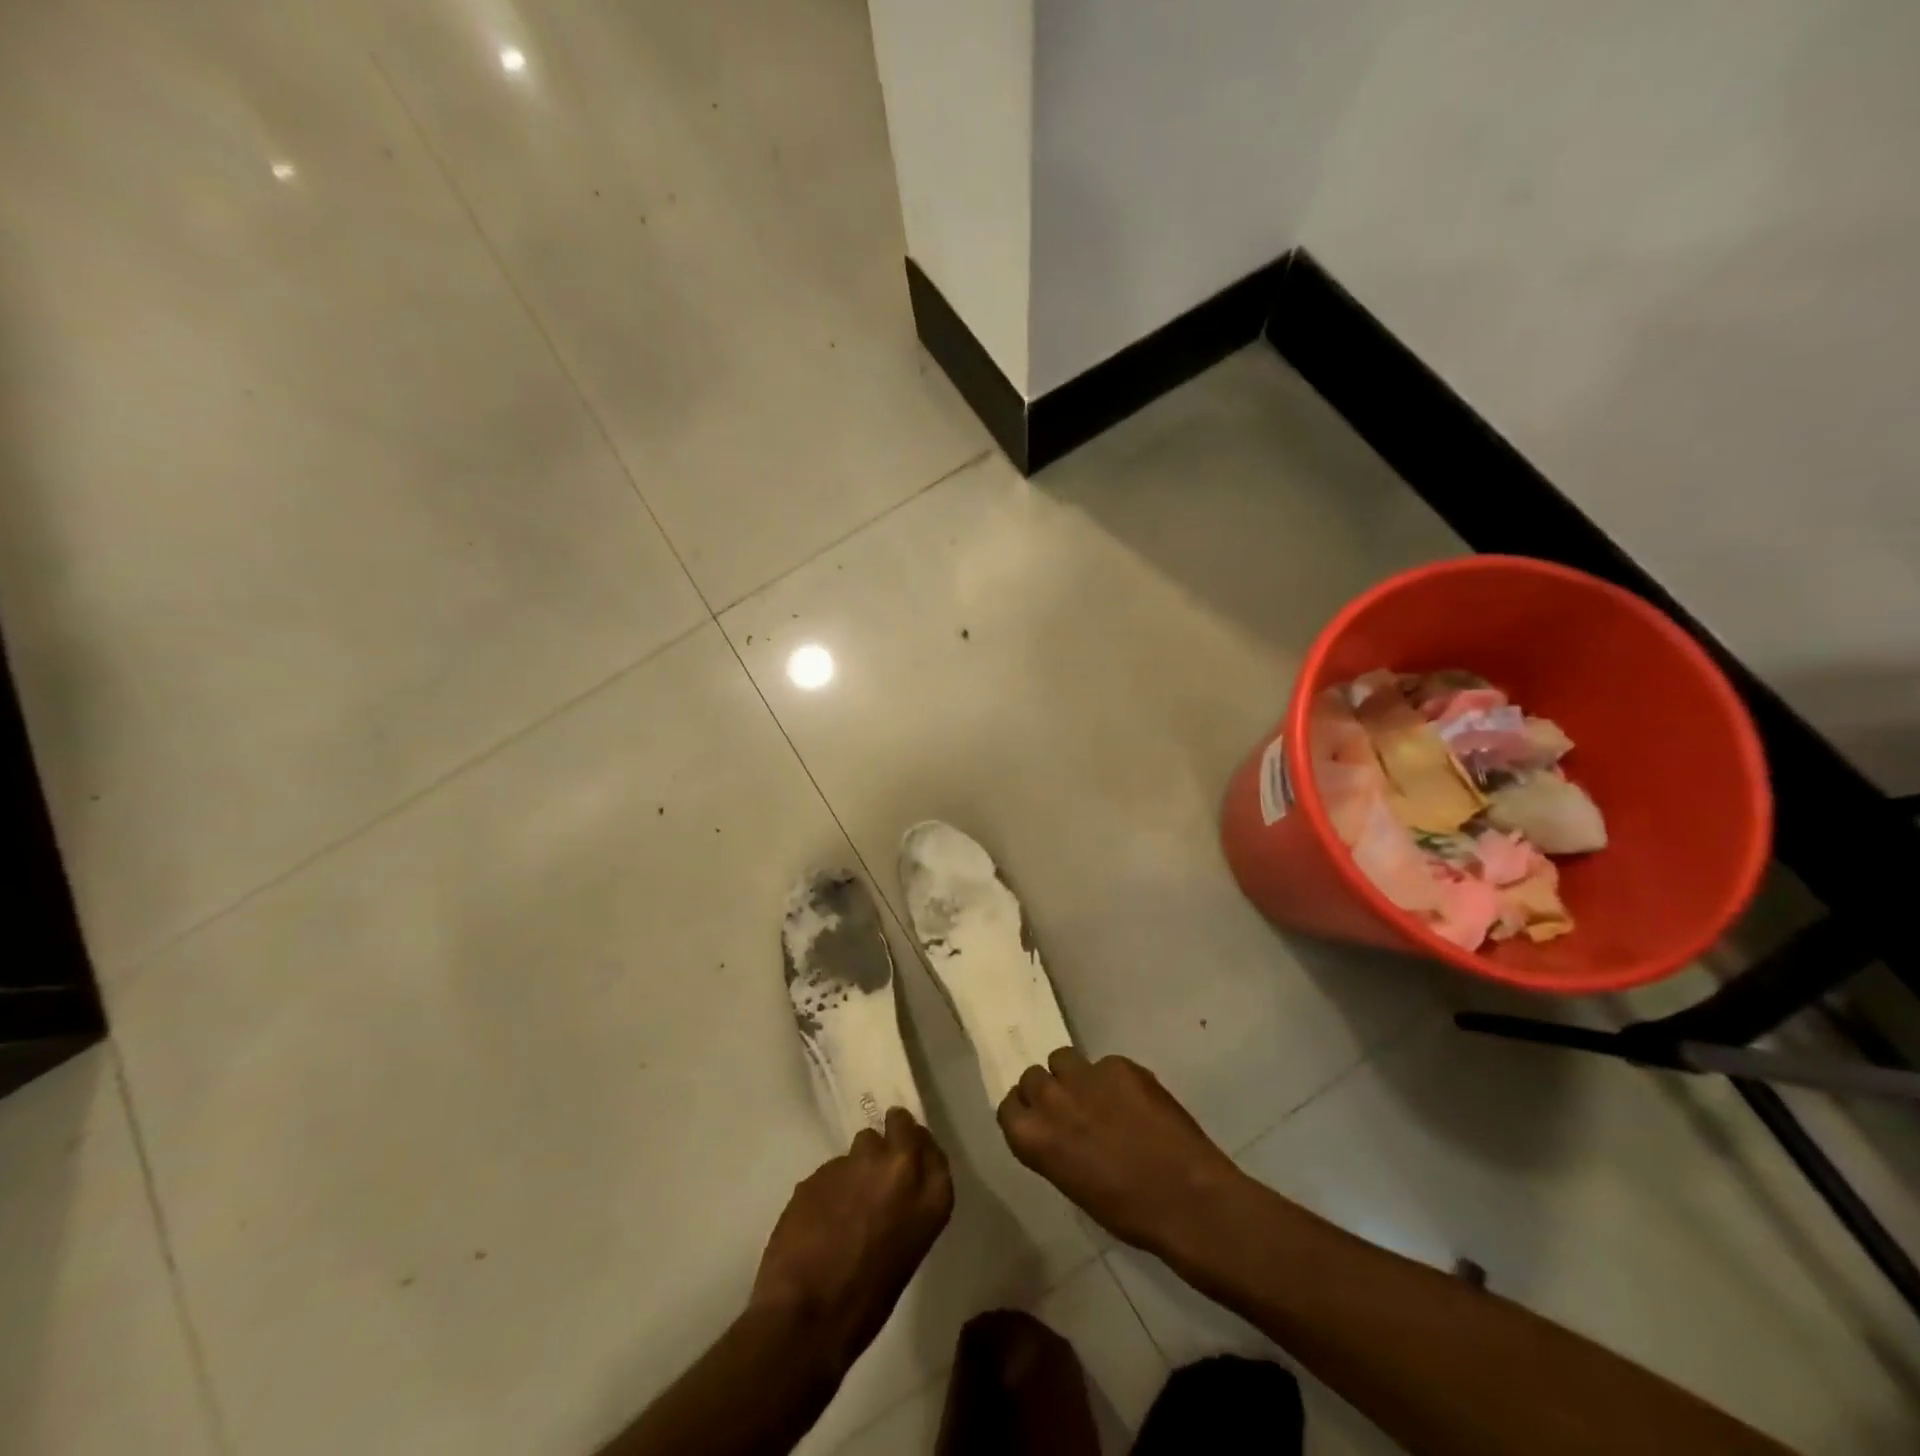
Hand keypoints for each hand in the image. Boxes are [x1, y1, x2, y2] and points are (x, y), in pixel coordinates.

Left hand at [750, 1108, 953, 1371]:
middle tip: (879, 1161)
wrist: (806, 1316)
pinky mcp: (822, 1168)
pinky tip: (819, 1217)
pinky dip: (829, 1186)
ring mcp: (858, 1162)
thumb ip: (907, 1208)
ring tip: (845, 1200)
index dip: (919, 1149)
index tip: (910, 1155)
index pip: (932, 1150)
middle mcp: (899, 1167)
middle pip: (900, 1125)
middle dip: (891, 1135)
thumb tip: (893, 1192)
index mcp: (930, 1196)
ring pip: (862, 1143)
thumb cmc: (867, 1302)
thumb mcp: (906, 1252)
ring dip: (857, 1164)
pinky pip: (831, 1169)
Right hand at [997, 1049, 1246, 1258]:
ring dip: (1074, 1075)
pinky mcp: (1118, 1064)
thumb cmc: (1127, 1211)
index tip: (1041, 1120)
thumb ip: (1054, 1146)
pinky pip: (1105, 1064)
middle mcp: (1050, 1098)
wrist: (1186, 1198)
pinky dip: (1115, 1080)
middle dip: (1048, 1090)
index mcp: (1032, 1137)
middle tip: (1072, 1110)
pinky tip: (1136, 1103)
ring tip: (1100, 1097)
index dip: (1025, 1111)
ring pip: (1063, 1058)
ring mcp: (1085, 1076)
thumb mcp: (1072, 1183)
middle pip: (1033, 1077)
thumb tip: (1058, 1131)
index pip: (1008, 1106)